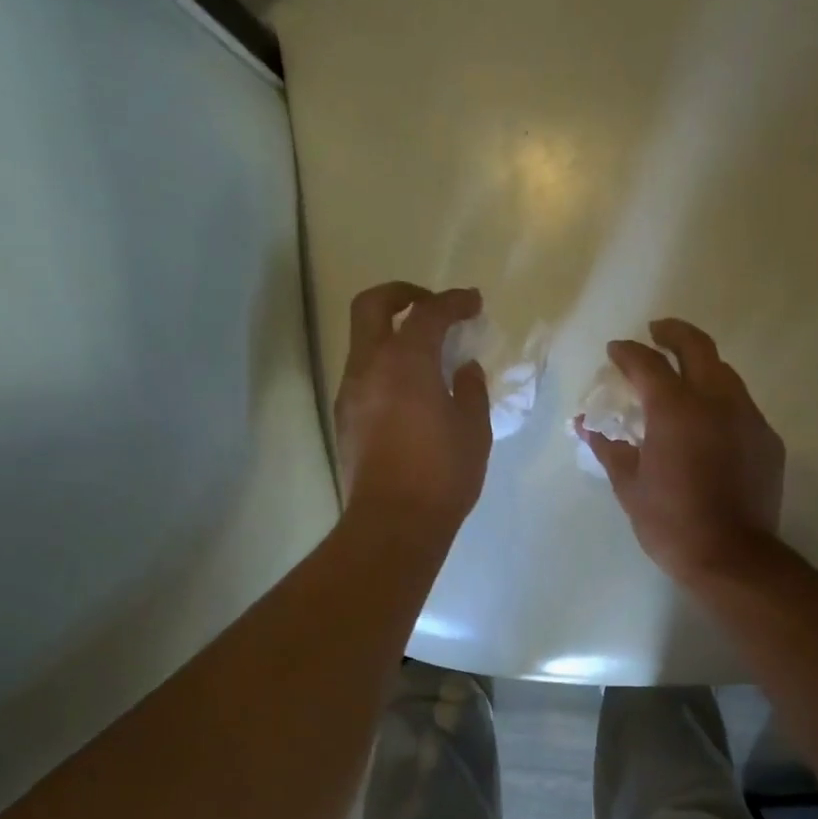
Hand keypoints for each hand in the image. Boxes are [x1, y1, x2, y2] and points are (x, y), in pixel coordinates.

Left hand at [334, 283, 492, 540]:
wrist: (393, 523)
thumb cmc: (442, 476)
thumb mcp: (473, 432)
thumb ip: (470, 391)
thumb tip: (463, 369)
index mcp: (407, 362)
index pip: (430, 314)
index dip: (454, 302)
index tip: (473, 302)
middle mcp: (370, 367)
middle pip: (373, 306)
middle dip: (403, 295)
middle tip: (431, 307)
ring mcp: (350, 393)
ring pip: (363, 342)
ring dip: (390, 336)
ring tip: (423, 357)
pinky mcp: (345, 420)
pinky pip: (362, 376)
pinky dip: (384, 368)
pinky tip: (408, 393)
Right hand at [576, 318, 785, 582]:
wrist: (732, 557)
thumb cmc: (671, 524)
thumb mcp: (630, 487)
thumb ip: (610, 449)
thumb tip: (588, 426)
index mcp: (675, 409)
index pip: (647, 364)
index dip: (627, 352)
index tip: (615, 350)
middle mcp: (716, 400)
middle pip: (696, 347)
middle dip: (672, 333)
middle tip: (656, 332)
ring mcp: (748, 417)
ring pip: (724, 374)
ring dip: (701, 367)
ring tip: (684, 378)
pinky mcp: (767, 439)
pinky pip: (742, 407)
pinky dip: (721, 403)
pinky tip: (710, 424)